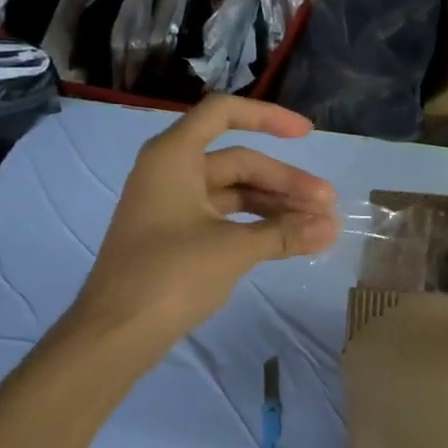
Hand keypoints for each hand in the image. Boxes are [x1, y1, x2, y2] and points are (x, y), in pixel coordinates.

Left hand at [77, 97, 338, 344]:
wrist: (115, 333)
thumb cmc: (170, 275)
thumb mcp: (234, 249)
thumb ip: (286, 233)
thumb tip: (332, 228)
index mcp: (174, 157)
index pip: (224, 114)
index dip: (268, 117)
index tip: (307, 135)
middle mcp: (172, 172)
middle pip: (239, 161)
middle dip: (286, 182)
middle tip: (327, 205)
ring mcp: (173, 205)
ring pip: (235, 192)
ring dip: (276, 206)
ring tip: (317, 226)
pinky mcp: (176, 235)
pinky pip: (225, 217)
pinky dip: (256, 224)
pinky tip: (288, 239)